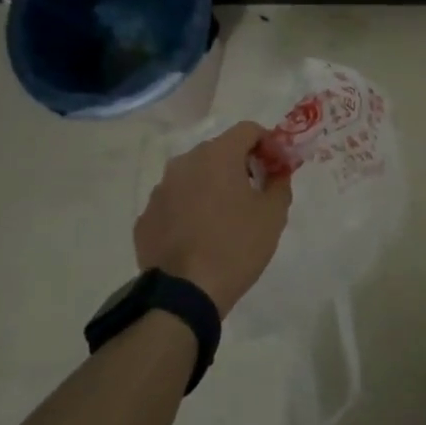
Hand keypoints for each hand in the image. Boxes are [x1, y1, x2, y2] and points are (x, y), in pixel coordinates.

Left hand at [134, 122, 292, 317]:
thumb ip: (280, 183)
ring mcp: (160, 190)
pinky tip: (199, 236)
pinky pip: (175, 202)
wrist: (184, 294)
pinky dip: (190, 209)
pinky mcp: (146, 217)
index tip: (278, 166)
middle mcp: (184, 163)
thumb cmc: (236, 247)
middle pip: (219, 150)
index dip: (268, 143)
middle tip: (256, 191)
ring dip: (212, 186)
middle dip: (240, 164)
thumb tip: (278, 171)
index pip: (248, 130)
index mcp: (217, 155)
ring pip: (194, 176)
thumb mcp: (273, 215)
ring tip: (225, 217)